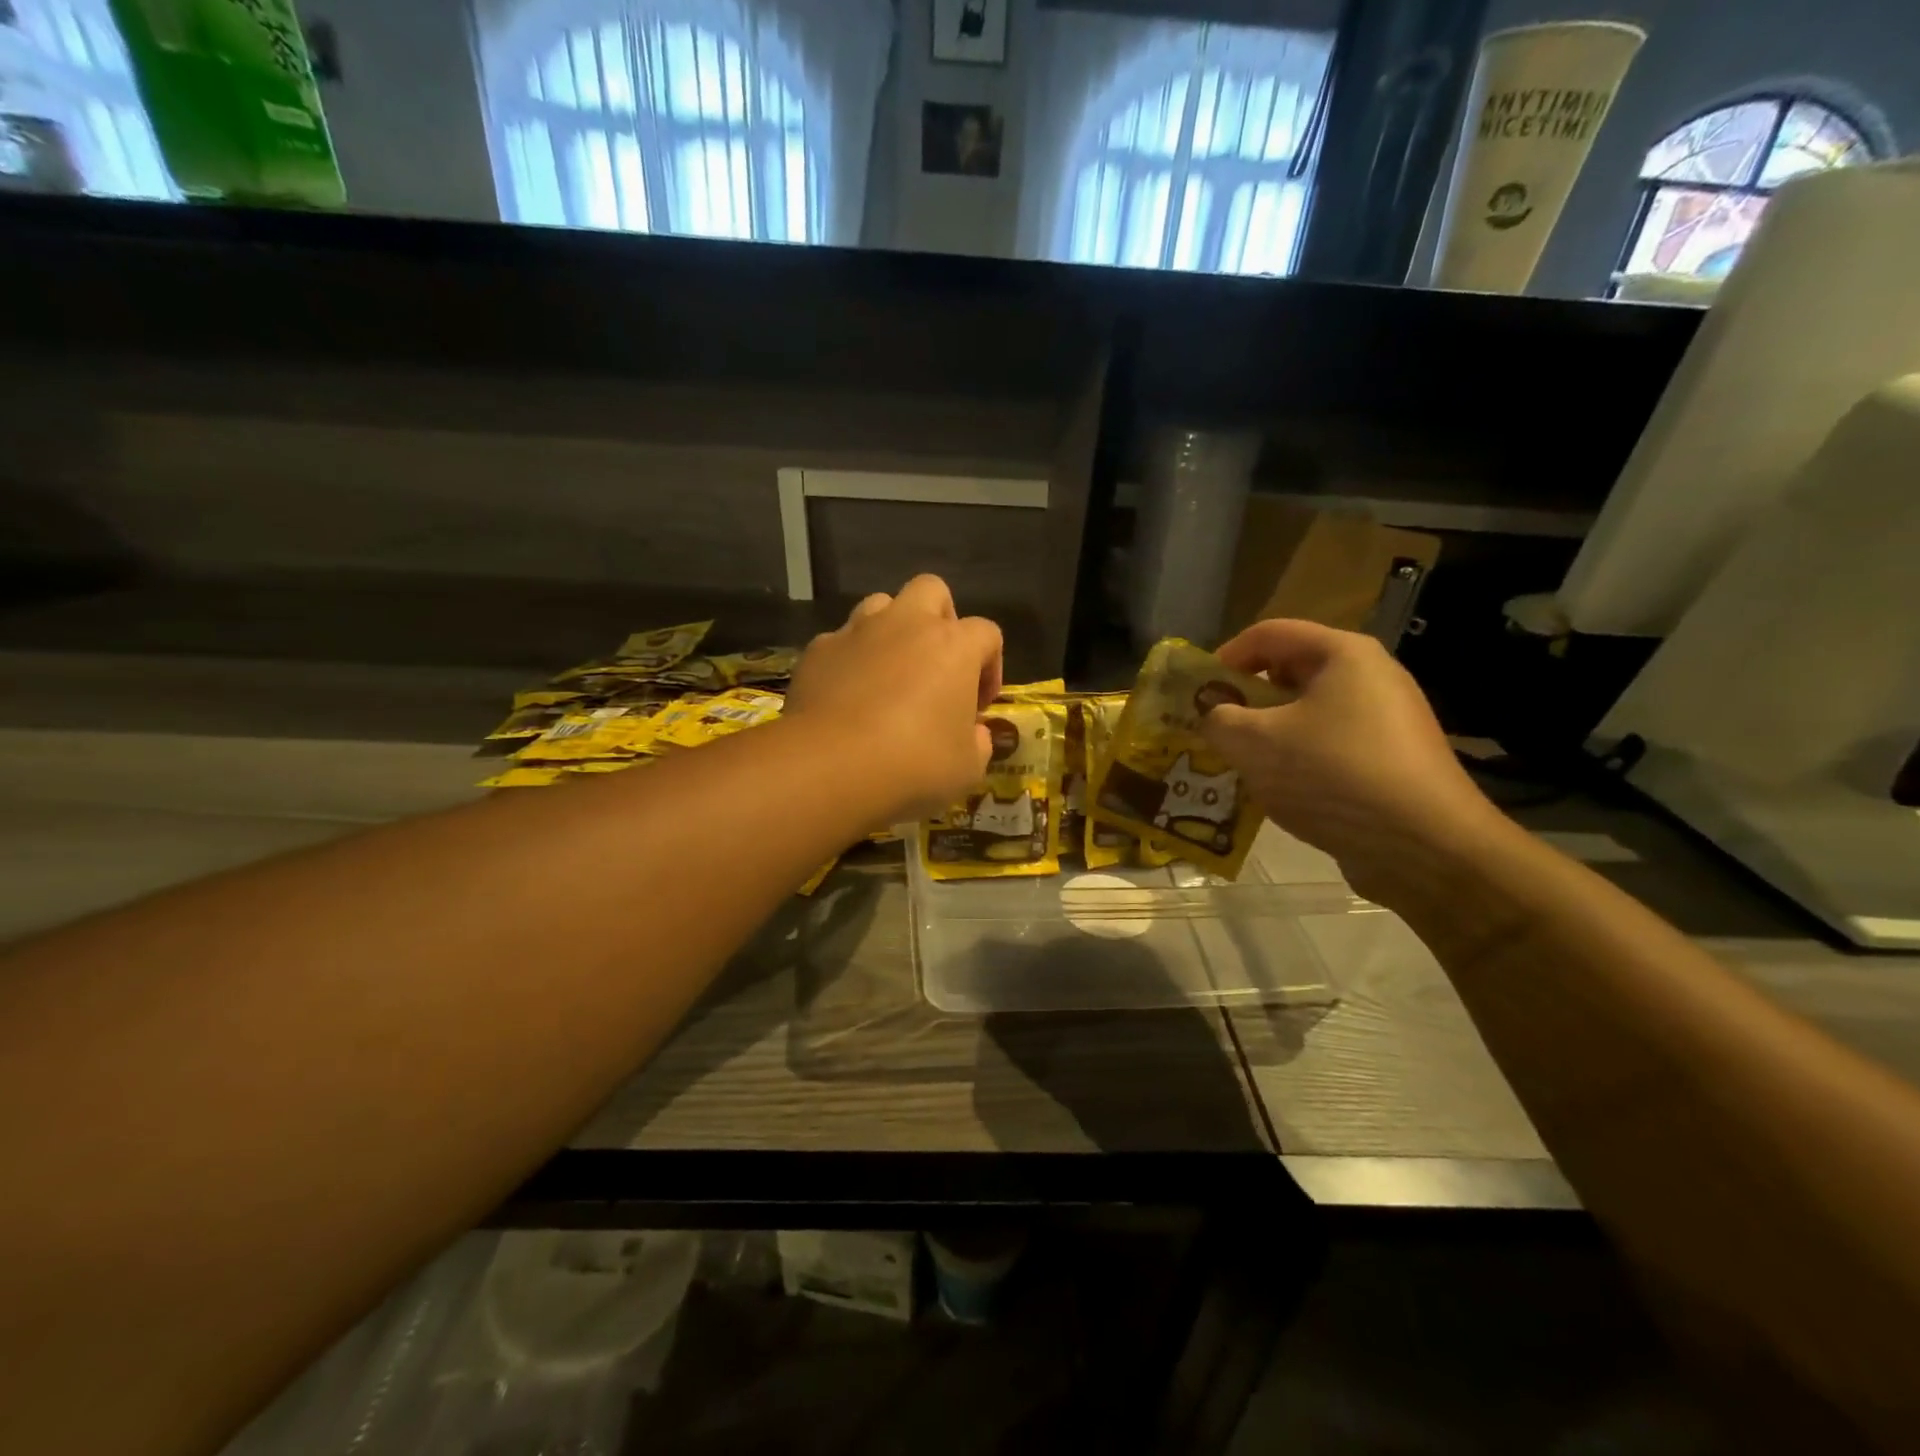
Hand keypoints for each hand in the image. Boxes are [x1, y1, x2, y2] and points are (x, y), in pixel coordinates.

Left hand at [784, 575, 1002, 822]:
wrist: (830, 765)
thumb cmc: (914, 763)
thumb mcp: (967, 767)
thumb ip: (978, 743)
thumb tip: (974, 735)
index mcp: (954, 645)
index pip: (987, 634)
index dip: (990, 667)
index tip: (978, 705)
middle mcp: (907, 624)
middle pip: (932, 590)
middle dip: (940, 619)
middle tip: (937, 664)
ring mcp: (858, 631)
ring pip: (881, 605)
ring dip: (891, 631)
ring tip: (890, 673)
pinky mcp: (818, 650)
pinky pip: (841, 642)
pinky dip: (850, 660)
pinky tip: (847, 696)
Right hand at [1199, 619, 1507, 902]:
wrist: (1425, 848)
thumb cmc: (1332, 775)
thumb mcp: (1254, 743)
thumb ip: (1218, 720)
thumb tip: (1214, 717)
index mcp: (1343, 655)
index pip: (1269, 634)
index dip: (1224, 657)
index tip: (1197, 693)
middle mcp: (1371, 677)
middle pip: (1290, 672)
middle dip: (1246, 700)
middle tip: (1215, 731)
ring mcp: (1388, 720)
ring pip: (1309, 714)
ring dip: (1268, 735)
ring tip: (1240, 765)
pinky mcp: (1393, 760)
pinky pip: (1331, 746)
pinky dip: (1299, 760)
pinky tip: (1280, 792)